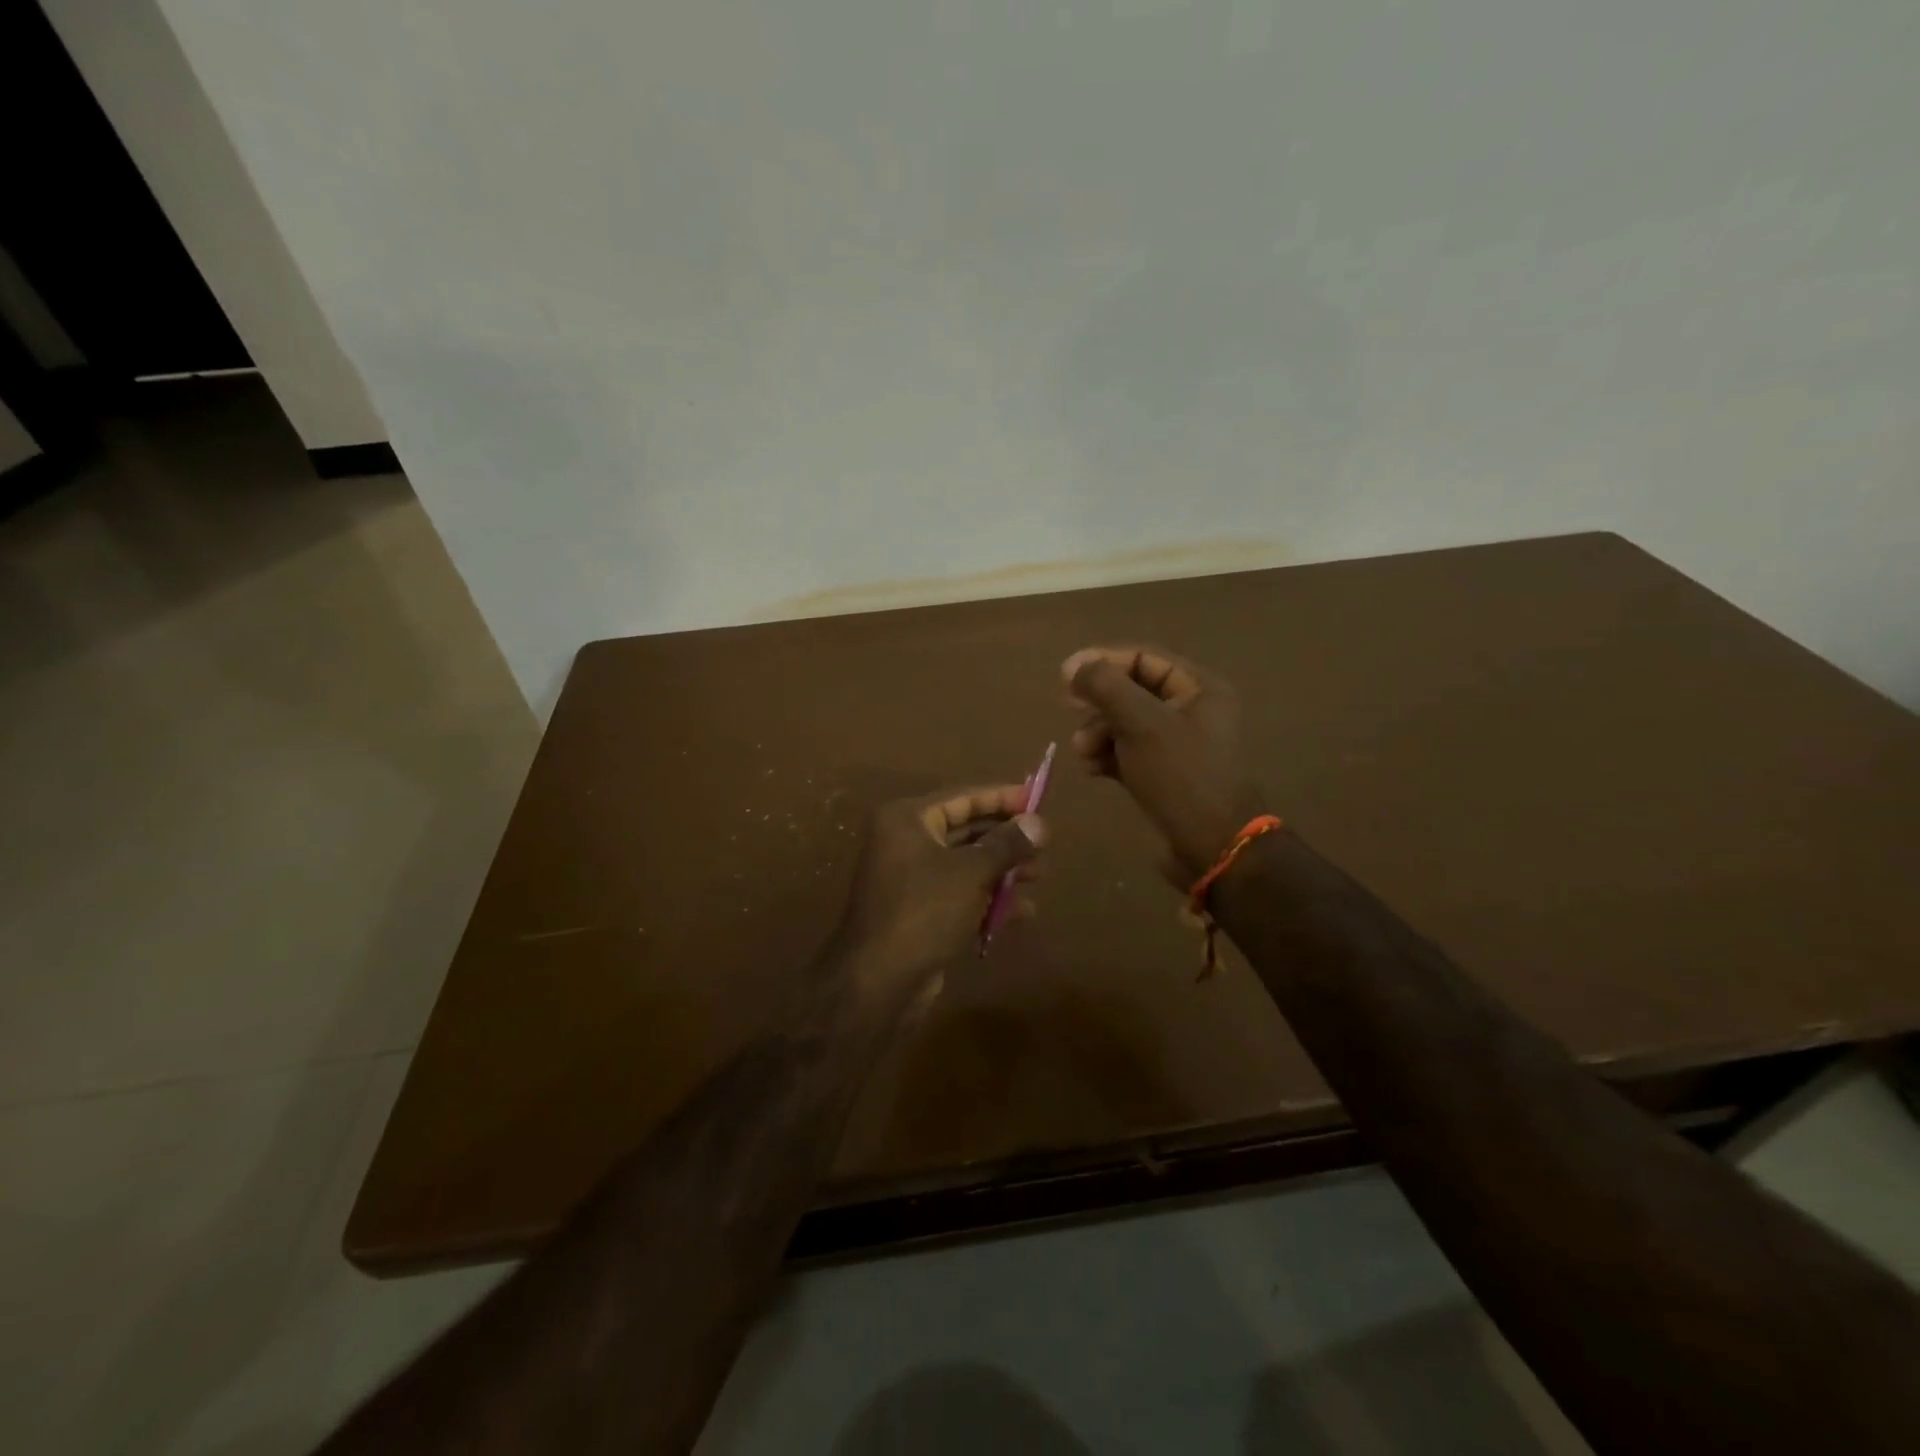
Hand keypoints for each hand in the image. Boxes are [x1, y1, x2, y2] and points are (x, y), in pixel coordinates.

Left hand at [833, 785, 1044, 998]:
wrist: (880, 981)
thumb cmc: (925, 910)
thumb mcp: (971, 872)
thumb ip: (1007, 845)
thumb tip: (1039, 822)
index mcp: (907, 819)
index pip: (962, 797)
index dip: (1001, 797)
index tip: (1037, 798)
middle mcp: (905, 842)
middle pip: (965, 830)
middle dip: (1006, 838)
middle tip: (1044, 842)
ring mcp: (911, 878)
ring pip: (965, 864)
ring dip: (1002, 869)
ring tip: (1041, 875)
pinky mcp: (919, 911)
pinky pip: (960, 893)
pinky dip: (988, 898)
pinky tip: (1024, 911)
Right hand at [1063, 646, 1262, 879]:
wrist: (1213, 847)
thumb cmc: (1181, 776)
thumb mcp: (1141, 724)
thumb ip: (1106, 687)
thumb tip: (1073, 667)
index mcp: (1199, 688)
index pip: (1143, 658)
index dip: (1102, 661)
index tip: (1065, 676)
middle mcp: (1192, 710)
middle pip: (1132, 690)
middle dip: (1098, 703)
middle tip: (1070, 711)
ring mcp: (1178, 745)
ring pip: (1126, 724)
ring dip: (1097, 732)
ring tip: (1081, 752)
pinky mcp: (1165, 774)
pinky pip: (1128, 752)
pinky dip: (1106, 756)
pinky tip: (1090, 769)